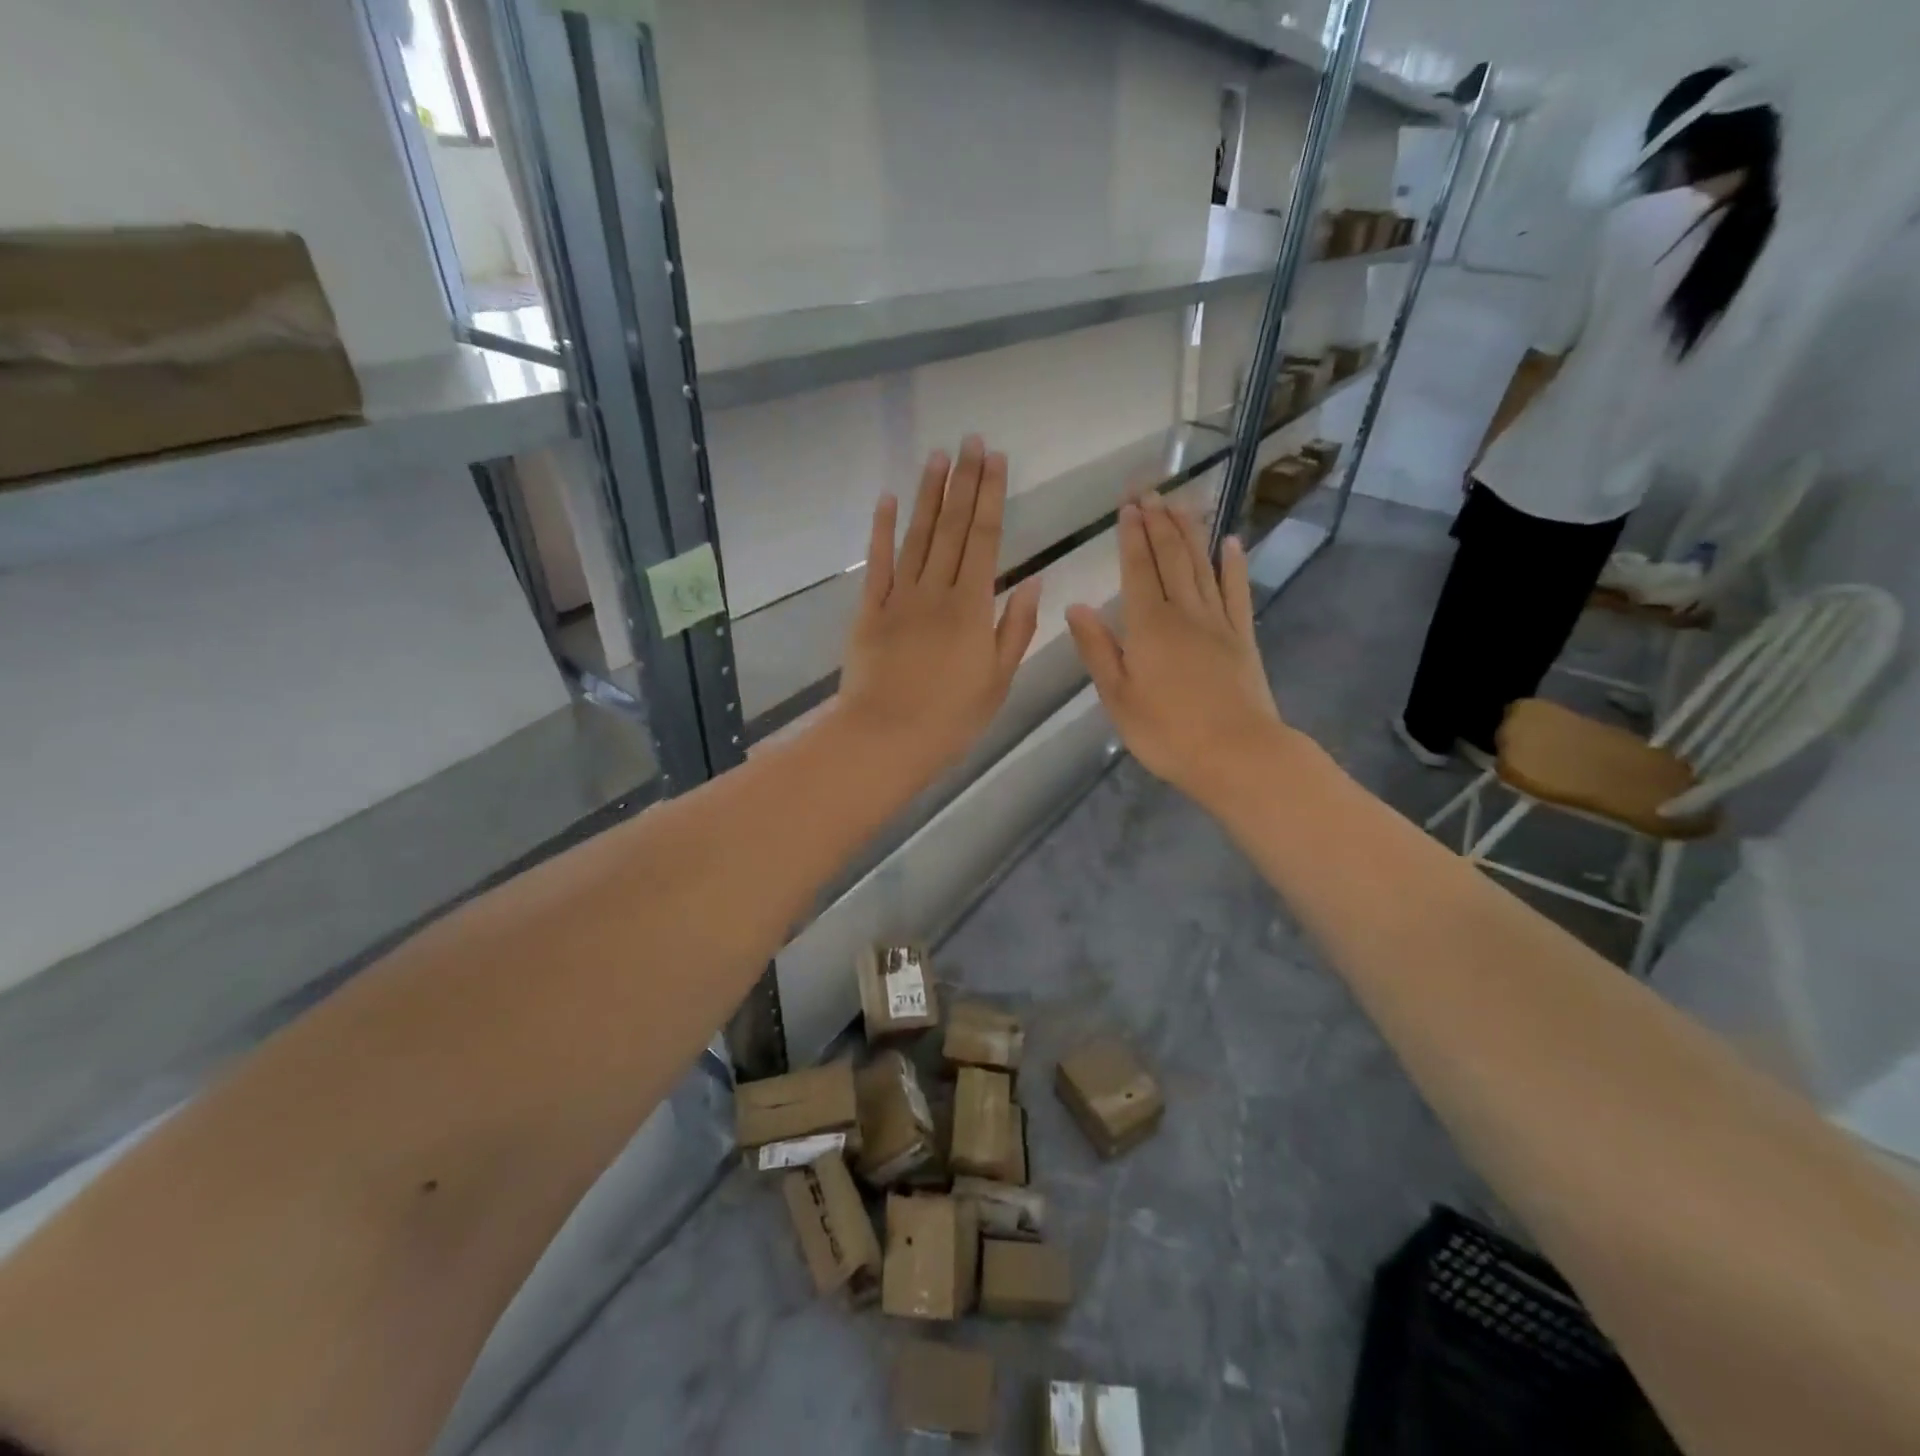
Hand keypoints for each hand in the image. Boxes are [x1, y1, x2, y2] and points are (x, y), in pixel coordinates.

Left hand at [836, 437, 1041, 784]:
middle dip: (964, 482)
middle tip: (971, 441)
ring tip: (938, 457)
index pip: (986, 539)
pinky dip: (881, 531)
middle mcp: (937, 591)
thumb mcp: (998, 680)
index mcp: (973, 607)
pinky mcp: (870, 611)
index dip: (991, 497)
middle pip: (953, 528)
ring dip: (928, 495)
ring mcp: (900, 598)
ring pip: (917, 536)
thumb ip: (1016, 628)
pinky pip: (878, 564)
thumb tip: (1032, 580)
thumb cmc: (951, 718)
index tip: (995, 460)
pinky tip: (887, 501)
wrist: (886, 737)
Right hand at [1066, 496, 1285, 804]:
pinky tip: (1232, 542)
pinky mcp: (1244, 638)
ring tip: (1180, 501)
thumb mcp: (1118, 697)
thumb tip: (1076, 606)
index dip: (1131, 537)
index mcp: (1148, 627)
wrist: (1237, 755)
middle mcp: (1185, 613)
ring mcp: (1219, 622)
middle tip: (1149, 489)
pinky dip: (1234, 565)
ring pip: (1202, 566)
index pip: (1138, 570)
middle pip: (1170, 558)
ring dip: (1190, 531)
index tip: (1127, 506)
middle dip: (1158, 522)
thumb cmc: (1167, 733)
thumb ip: (1097, 649)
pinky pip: (1237, 592)